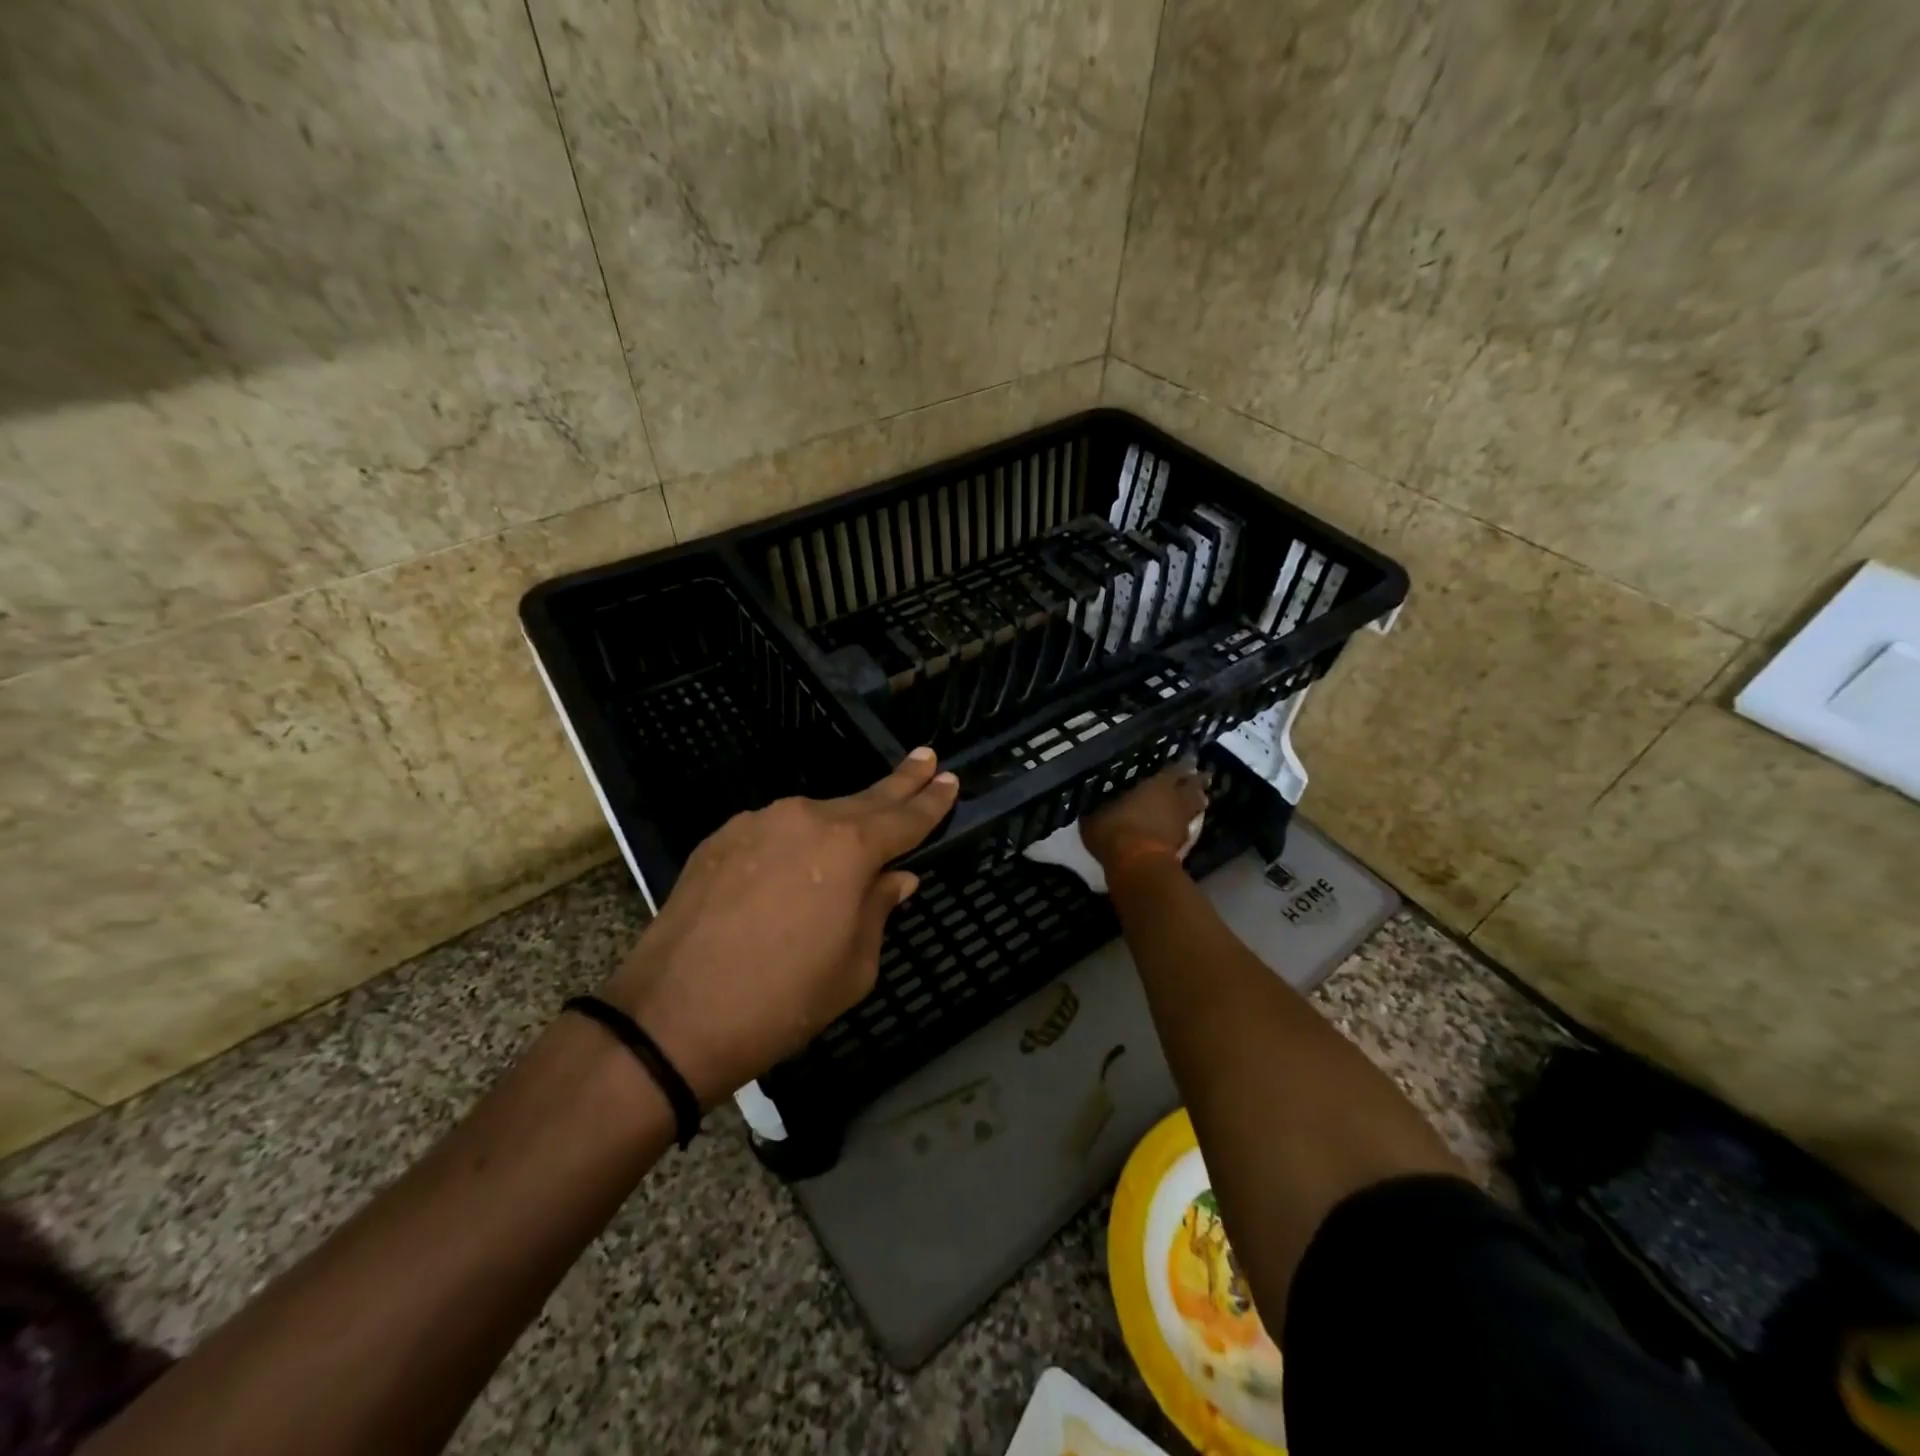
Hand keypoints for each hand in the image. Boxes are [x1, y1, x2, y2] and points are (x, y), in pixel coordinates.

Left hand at [599, 749, 958, 1104]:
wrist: (671, 1017)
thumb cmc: (782, 1000)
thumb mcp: (854, 968)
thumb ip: (879, 910)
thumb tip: (895, 877)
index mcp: (850, 850)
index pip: (905, 818)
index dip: (932, 801)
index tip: (950, 779)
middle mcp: (806, 819)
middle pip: (865, 800)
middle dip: (900, 782)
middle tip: (927, 758)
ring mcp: (757, 823)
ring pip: (814, 817)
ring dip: (839, 825)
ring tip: (854, 838)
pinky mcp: (720, 838)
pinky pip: (773, 832)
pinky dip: (793, 843)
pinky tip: (791, 868)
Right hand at [1079, 761, 1207, 872]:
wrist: (1137, 866)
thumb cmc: (1115, 830)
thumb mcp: (1095, 816)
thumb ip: (1099, 808)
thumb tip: (1091, 805)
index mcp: (1157, 785)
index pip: (1177, 769)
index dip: (1184, 764)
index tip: (1190, 759)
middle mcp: (1175, 800)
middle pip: (1194, 787)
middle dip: (1197, 782)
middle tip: (1199, 777)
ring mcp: (1182, 823)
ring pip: (1195, 808)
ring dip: (1196, 803)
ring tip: (1195, 800)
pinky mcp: (1183, 846)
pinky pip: (1187, 828)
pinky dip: (1185, 825)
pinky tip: (1179, 826)